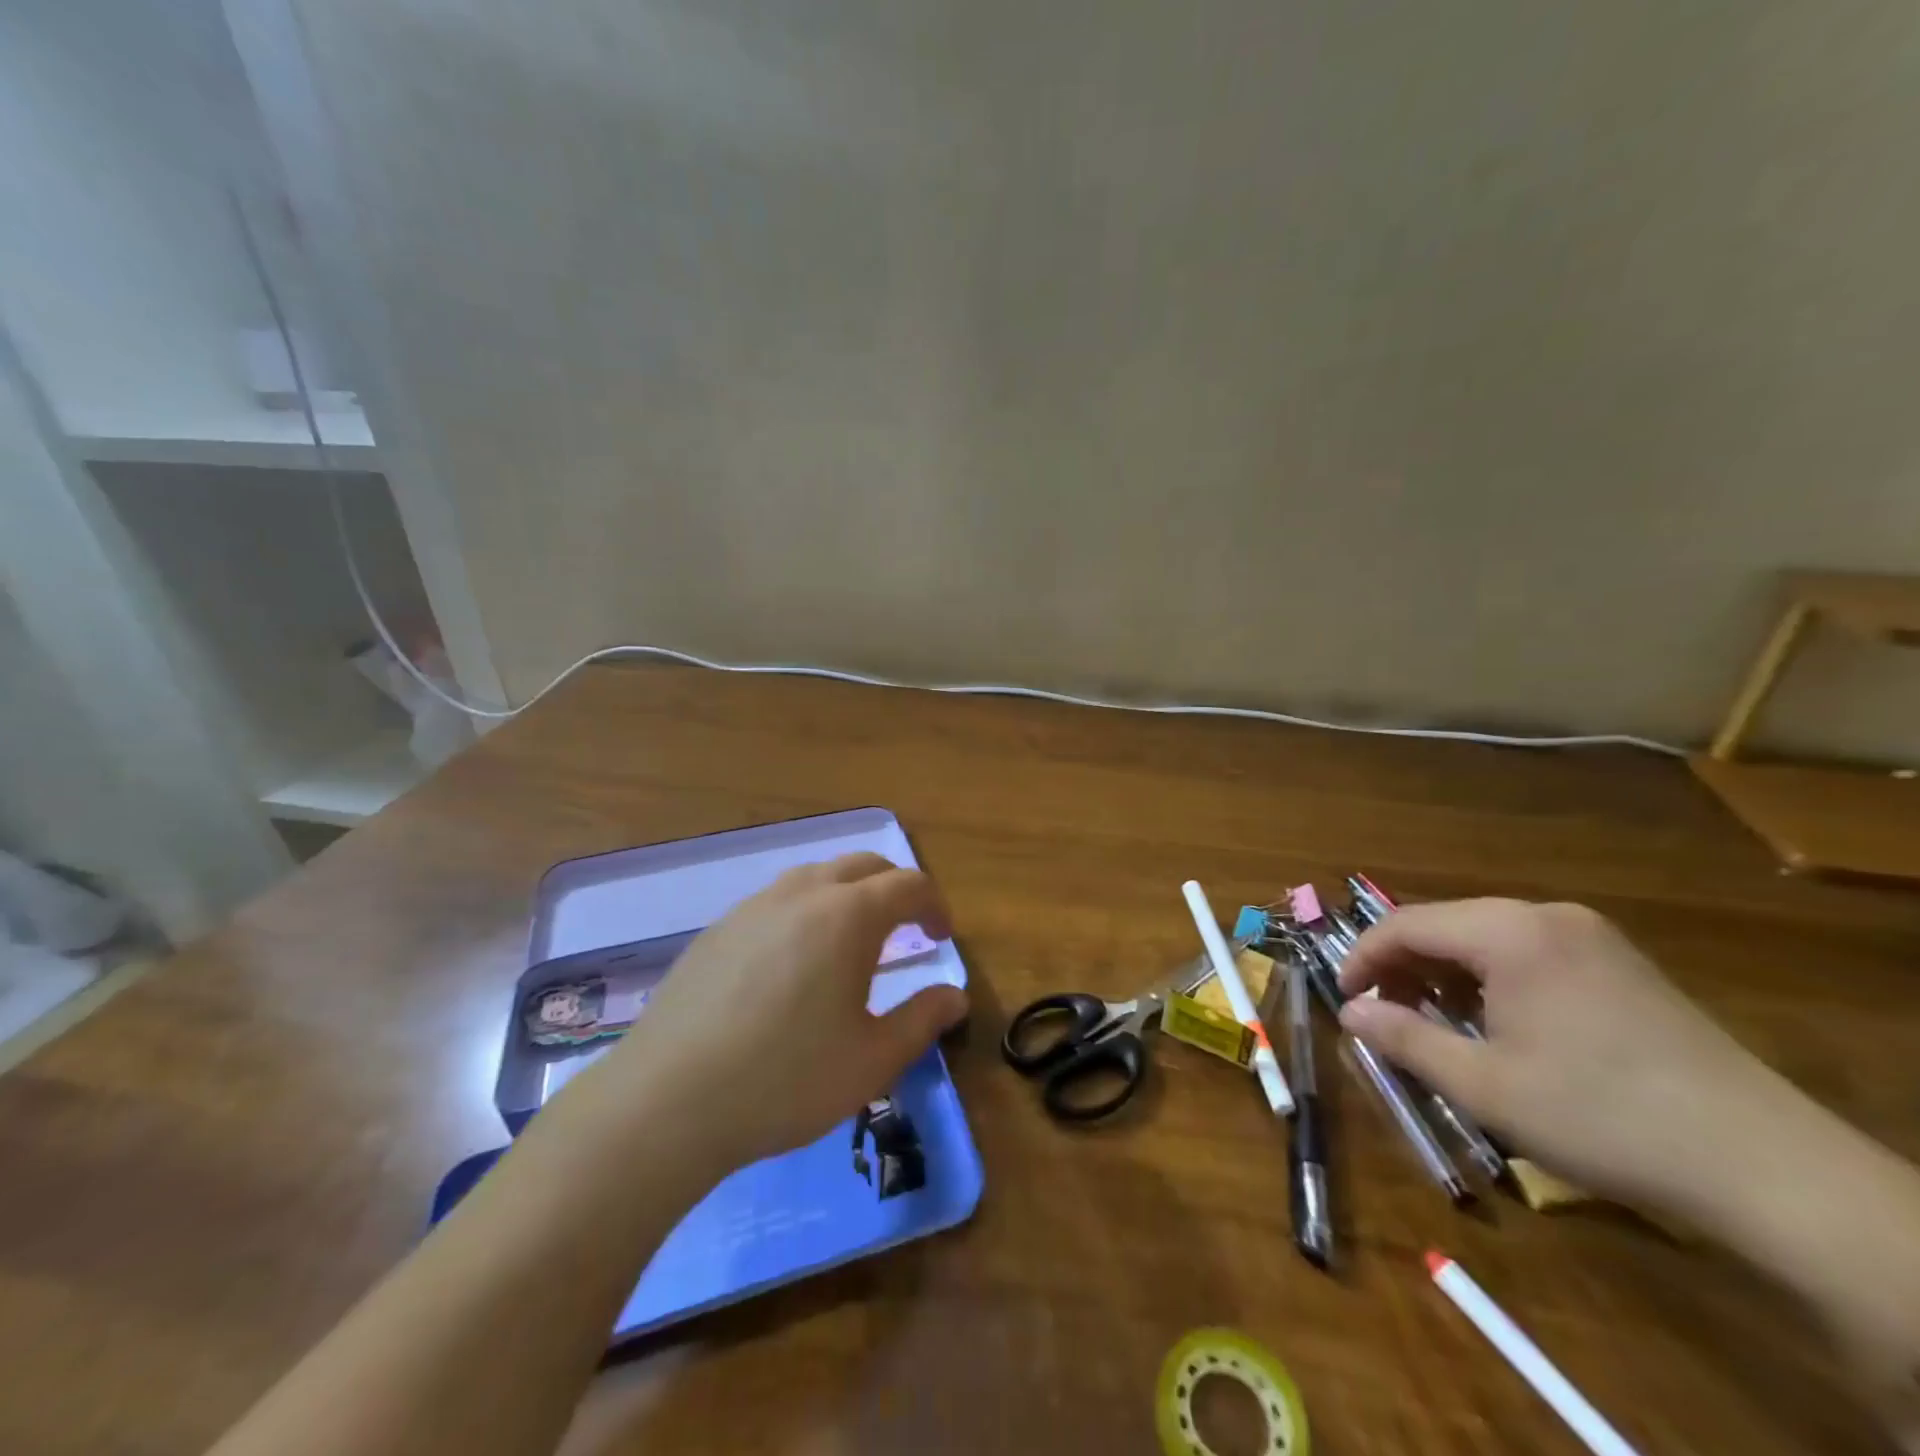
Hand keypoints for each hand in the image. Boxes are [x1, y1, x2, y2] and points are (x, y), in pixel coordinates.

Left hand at [591, 853, 967, 1172]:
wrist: (666, 1102)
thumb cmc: (785, 1080)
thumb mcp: (872, 1060)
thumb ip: (922, 1020)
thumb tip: (955, 996)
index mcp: (848, 916)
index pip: (908, 885)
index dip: (934, 905)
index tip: (942, 938)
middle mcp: (802, 894)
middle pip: (863, 866)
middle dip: (895, 889)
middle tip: (907, 930)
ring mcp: (754, 907)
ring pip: (816, 877)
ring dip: (848, 895)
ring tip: (852, 942)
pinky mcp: (718, 929)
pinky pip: (777, 901)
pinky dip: (805, 912)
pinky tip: (793, 963)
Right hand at [1336, 899, 1784, 1213]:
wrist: (1764, 1166)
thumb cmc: (1600, 1116)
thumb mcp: (1483, 1086)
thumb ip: (1404, 1040)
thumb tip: (1348, 1014)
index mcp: (1508, 932)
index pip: (1406, 925)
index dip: (1364, 959)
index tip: (1344, 1000)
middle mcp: (1546, 917)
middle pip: (1445, 925)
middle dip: (1404, 967)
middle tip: (1385, 1016)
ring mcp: (1591, 937)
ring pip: (1485, 938)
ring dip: (1447, 974)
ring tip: (1435, 1023)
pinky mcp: (1621, 964)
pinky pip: (1528, 952)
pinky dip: (1491, 978)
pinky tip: (1496, 1023)